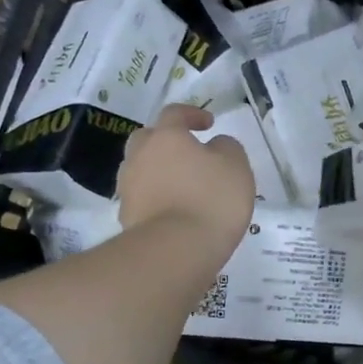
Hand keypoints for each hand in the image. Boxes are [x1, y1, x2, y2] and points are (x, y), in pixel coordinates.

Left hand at [117, 105, 253, 250]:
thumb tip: (215, 146)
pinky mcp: (126, 216)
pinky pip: (142, 197)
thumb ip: (226, 147)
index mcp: (166, 137)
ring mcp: (129, 187)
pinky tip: (174, 210)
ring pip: (141, 169)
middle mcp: (140, 156)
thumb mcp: (236, 165)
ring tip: (181, 186)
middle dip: (165, 141)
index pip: (174, 114)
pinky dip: (156, 198)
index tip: (209, 124)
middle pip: (147, 139)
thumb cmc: (211, 198)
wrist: (175, 250)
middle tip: (187, 153)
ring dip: (158, 171)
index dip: (192, 114)